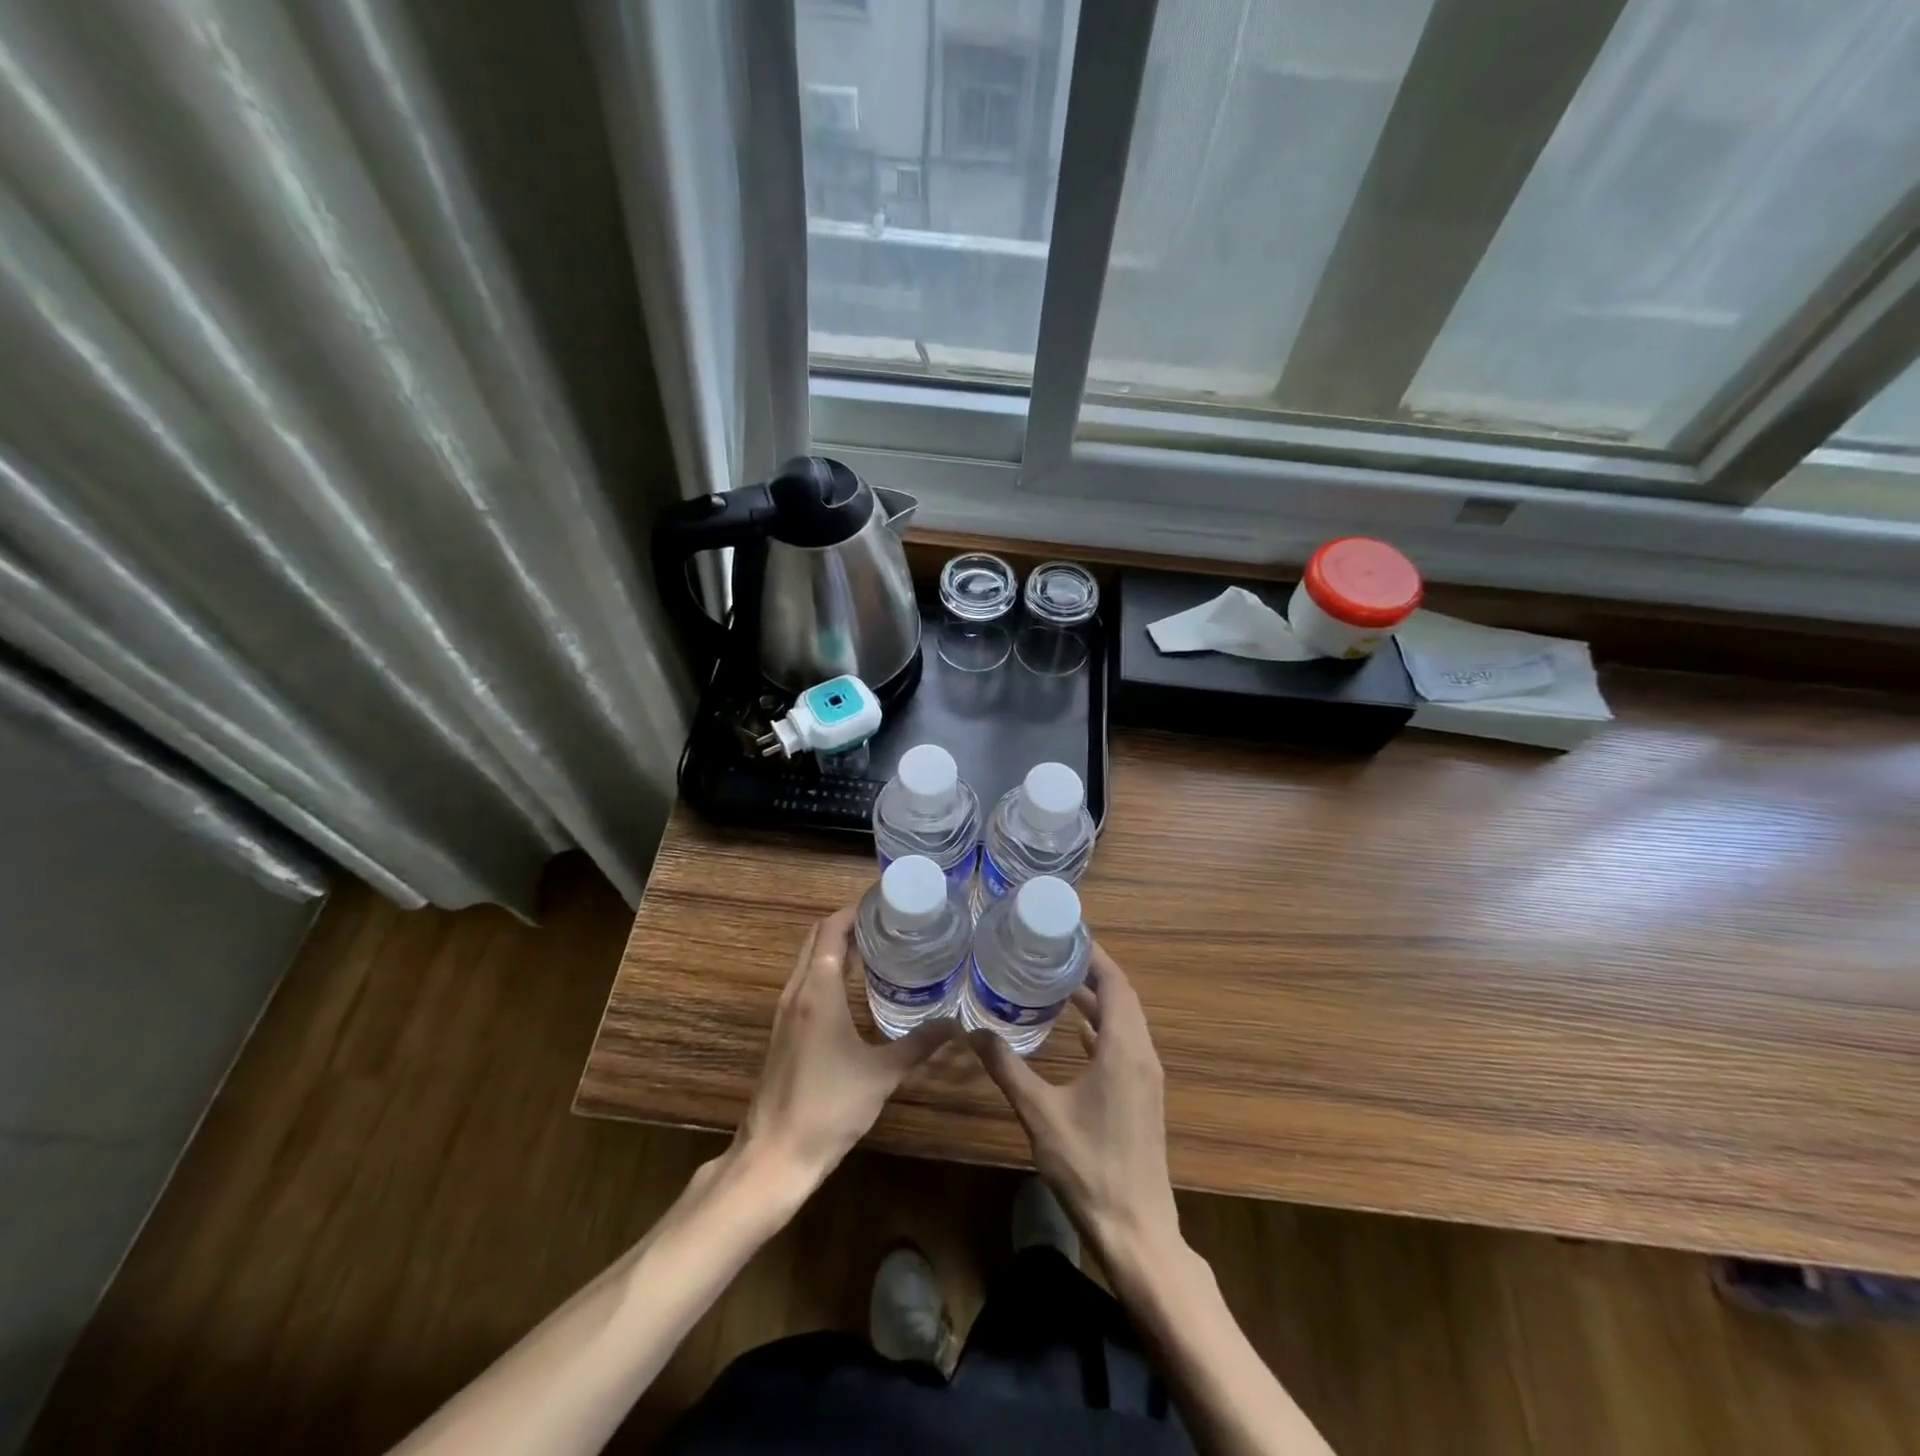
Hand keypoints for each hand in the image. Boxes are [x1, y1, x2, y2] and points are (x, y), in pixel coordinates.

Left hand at [736, 906, 952, 1191]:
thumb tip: (956, 1025)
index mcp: (817, 991)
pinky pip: (806, 983)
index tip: (885, 902)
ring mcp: (785, 1013)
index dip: (854, 910)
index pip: (830, 930)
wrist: (774, 1156)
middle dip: (847, 923)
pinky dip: (827, 970)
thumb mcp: (882, 1074)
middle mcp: (797, 992)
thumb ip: (918, 1045)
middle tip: (888, 921)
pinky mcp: (784, 1032)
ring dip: (836, 946)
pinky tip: (855, 988)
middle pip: (816, 939)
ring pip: (808, 961)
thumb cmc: (829, 1107)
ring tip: (877, 946)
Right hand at [970, 944, 1180, 1262]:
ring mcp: (1146, 1077)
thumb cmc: (1088, 1166)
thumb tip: (972, 1031)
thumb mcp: (1040, 1113)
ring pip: (1125, 1021)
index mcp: (1124, 1049)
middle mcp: (1142, 1054)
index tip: (1065, 933)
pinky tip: (1076, 1030)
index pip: (1116, 983)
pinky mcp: (1142, 1096)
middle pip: (1122, 996)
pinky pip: (1124, 1043)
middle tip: (1052, 952)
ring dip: (1097, 999)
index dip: (1094, 955)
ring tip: (1057, 982)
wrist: (1136, 1230)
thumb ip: (1007, 1068)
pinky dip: (1101, 1027)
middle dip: (1092, 971)